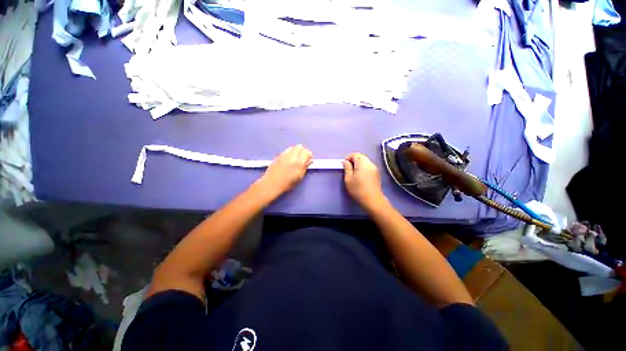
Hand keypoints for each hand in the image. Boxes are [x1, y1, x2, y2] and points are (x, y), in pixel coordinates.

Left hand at [257, 145, 312, 197]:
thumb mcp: (299, 177)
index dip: (309, 156)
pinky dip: (290, 153)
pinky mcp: (278, 155)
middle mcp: (291, 156)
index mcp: (298, 162)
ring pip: (293, 147)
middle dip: (303, 151)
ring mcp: (284, 154)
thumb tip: (309, 160)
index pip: (307, 152)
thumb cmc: (287, 183)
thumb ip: (305, 167)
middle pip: (300, 147)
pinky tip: (288, 160)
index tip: (308, 161)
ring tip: (295, 159)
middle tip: (302, 159)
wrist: (271, 184)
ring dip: (296, 151)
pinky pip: (287, 150)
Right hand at [342, 153, 386, 209]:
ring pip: (365, 161)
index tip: (344, 164)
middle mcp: (370, 163)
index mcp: (362, 163)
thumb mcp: (348, 179)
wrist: (372, 200)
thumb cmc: (358, 189)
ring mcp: (374, 168)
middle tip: (348, 167)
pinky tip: (360, 175)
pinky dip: (363, 167)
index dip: (348, 157)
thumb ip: (347, 168)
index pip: (355, 154)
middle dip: (353, 159)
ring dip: (358, 163)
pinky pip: (368, 166)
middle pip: (361, 156)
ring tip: (353, 171)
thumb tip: (345, 161)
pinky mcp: (376, 173)